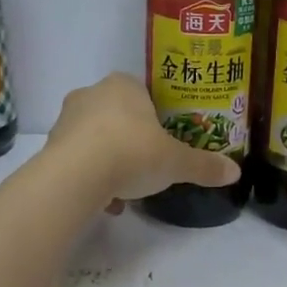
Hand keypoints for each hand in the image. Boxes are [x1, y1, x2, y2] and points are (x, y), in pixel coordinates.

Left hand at [44, 73, 241, 210]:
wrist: (77, 176)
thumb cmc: (132, 152)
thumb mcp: (176, 162)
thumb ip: (204, 165)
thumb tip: (235, 172)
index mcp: (124, 85)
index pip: (143, 94)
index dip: (155, 117)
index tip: (164, 141)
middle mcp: (91, 94)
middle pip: (118, 116)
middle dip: (132, 140)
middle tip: (148, 165)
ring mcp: (67, 119)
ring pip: (95, 139)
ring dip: (110, 161)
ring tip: (127, 190)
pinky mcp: (51, 147)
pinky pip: (78, 160)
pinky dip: (92, 178)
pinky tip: (106, 201)